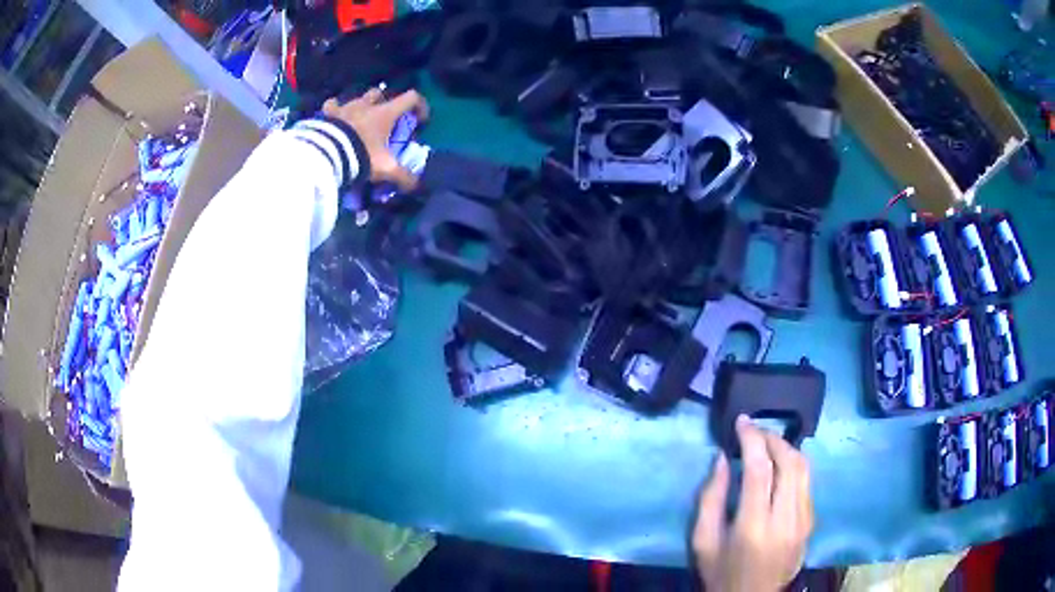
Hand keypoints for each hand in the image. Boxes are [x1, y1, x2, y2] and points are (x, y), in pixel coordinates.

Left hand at [322, 88, 429, 191]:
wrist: (327, 154)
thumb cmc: (361, 155)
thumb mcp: (386, 169)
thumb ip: (403, 176)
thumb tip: (416, 185)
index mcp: (385, 113)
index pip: (411, 97)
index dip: (420, 105)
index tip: (419, 120)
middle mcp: (367, 105)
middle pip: (380, 93)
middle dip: (384, 102)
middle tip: (383, 120)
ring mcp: (346, 106)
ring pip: (357, 97)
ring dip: (360, 106)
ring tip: (359, 120)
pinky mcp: (328, 114)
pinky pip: (331, 105)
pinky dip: (335, 109)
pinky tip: (335, 117)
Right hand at [693, 415, 813, 591]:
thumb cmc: (721, 572)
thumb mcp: (703, 540)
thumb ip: (710, 498)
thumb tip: (723, 458)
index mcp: (753, 526)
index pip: (760, 469)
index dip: (752, 438)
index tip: (741, 421)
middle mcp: (785, 519)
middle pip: (790, 462)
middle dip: (772, 438)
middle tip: (754, 431)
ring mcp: (804, 521)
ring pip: (805, 469)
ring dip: (787, 449)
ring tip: (767, 444)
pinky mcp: (811, 523)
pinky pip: (807, 484)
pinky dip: (794, 467)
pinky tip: (780, 468)